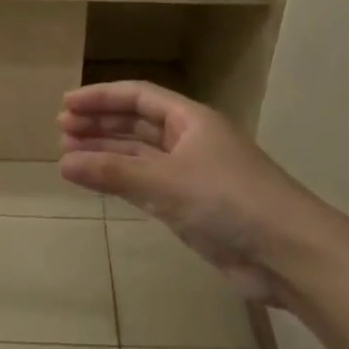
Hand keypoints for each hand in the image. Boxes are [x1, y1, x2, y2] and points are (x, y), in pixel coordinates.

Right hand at [58, 81, 320, 304]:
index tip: (66, 104)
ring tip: (68, 155)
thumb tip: (63, 162)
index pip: (138, 96)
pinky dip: (121, 182)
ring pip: (139, 156)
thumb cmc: (228, 200)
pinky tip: (96, 183)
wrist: (286, 252)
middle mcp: (189, 141)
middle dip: (101, 125)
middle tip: (62, 130)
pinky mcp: (191, 207)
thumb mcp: (166, 182)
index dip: (102, 97)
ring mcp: (191, 175)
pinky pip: (146, 185)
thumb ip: (113, 173)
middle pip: (137, 124)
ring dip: (107, 154)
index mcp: (191, 120)